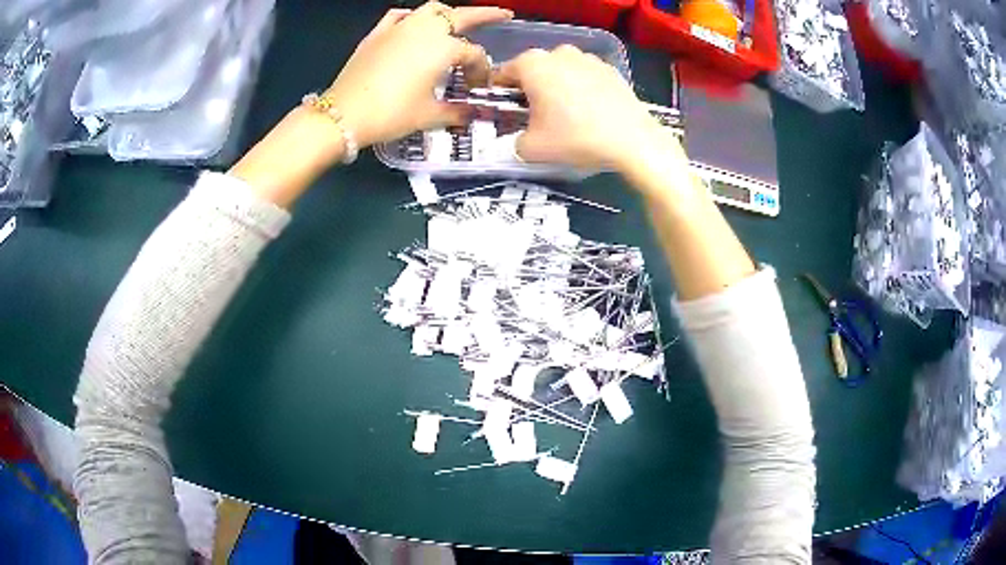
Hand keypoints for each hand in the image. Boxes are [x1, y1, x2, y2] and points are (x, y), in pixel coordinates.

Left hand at [325, 2, 512, 148]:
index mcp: (443, 48)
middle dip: (484, 15)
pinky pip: (399, 16)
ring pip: (430, 9)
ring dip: (447, 13)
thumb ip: (456, 112)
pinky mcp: (377, 34)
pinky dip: (411, 17)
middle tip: (501, 15)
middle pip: (461, 16)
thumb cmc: (391, 114)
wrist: (344, 114)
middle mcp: (424, 30)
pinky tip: (412, 26)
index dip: (481, 71)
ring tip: (454, 23)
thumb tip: (472, 114)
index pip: (474, 55)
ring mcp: (399, 28)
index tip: (478, 88)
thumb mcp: (429, 116)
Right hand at [494, 45, 684, 171]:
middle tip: (536, 116)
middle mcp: (559, 53)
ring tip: (566, 114)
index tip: (506, 111)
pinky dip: (582, 89)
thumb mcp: (531, 148)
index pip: (504, 74)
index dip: (500, 93)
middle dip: (531, 89)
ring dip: (558, 87)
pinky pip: (586, 77)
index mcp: (532, 64)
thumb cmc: (575, 138)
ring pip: (562, 71)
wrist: (632, 141)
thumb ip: (515, 140)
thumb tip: (521, 138)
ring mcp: (588, 58)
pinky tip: (590, 112)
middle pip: (534, 69)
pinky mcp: (611, 69)